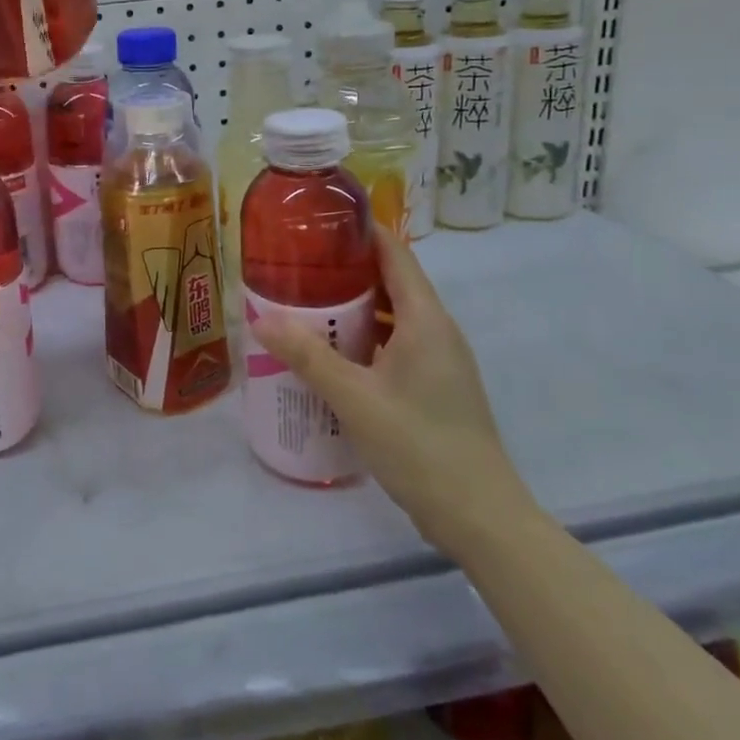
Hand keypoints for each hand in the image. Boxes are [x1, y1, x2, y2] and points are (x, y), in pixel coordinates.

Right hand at [254, 231, 535, 558]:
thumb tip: (259, 317)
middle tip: (297, 265)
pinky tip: (331, 355)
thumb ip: (307, 356)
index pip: (395, 253)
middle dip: (346, 269)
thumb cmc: (420, 446)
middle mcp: (437, 331)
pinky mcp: (434, 387)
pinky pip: (395, 345)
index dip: (361, 231)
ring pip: (392, 316)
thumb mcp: (355, 398)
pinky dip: (364, 338)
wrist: (480, 518)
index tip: (319, 221)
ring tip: (305, 304)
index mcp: (425, 320)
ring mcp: (439, 361)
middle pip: (391, 282)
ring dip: (353, 307)